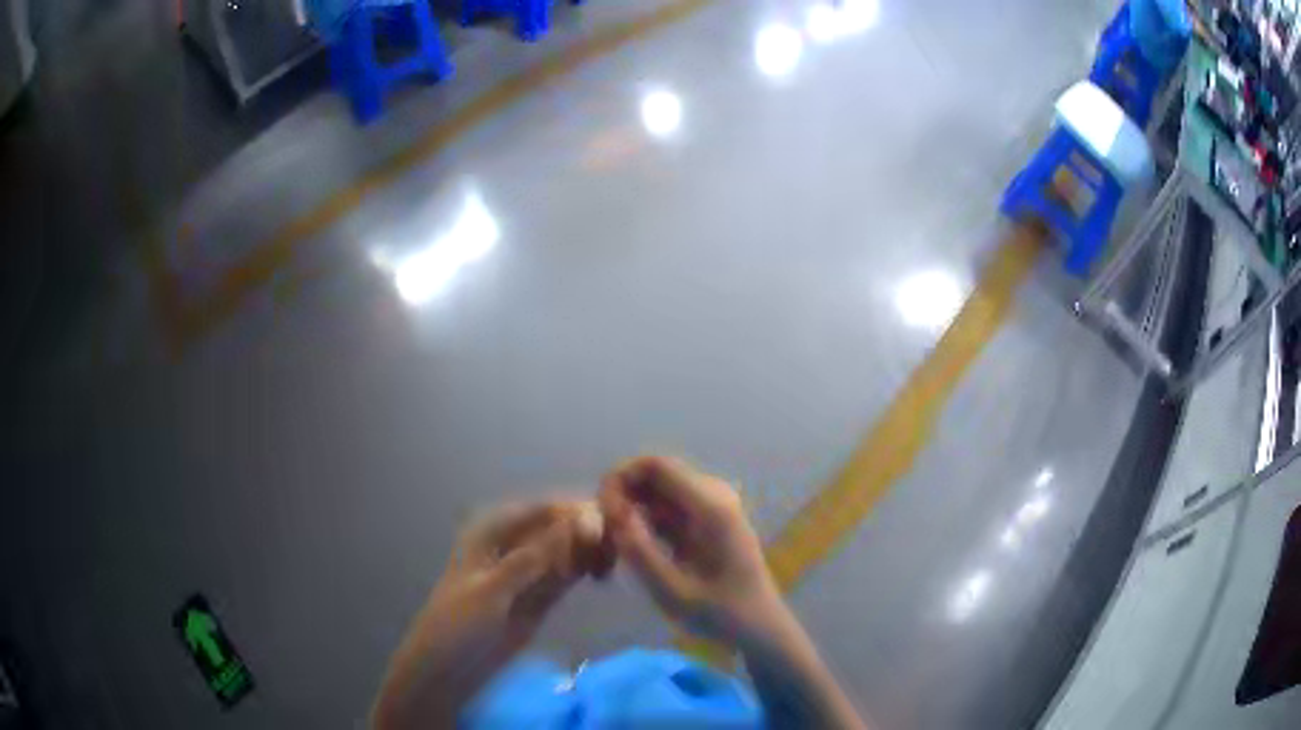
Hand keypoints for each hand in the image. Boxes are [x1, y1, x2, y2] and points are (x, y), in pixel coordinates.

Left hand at [372, 500, 611, 729]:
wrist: (448, 669)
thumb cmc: (458, 623)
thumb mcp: (492, 589)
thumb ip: (532, 558)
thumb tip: (574, 523)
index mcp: (490, 532)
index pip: (540, 510)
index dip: (573, 511)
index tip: (608, 520)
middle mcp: (512, 545)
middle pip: (556, 528)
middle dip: (585, 531)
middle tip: (617, 546)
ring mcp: (527, 572)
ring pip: (564, 551)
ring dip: (588, 551)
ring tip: (614, 560)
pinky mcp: (539, 597)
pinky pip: (565, 575)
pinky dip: (583, 571)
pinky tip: (602, 572)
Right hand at [598, 456, 783, 645]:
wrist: (759, 627)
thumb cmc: (721, 614)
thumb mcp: (673, 592)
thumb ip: (639, 551)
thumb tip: (609, 514)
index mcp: (711, 507)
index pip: (656, 465)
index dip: (621, 478)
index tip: (600, 511)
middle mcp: (714, 496)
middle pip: (656, 473)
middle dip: (624, 494)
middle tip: (604, 532)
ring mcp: (713, 506)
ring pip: (659, 490)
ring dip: (633, 508)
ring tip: (615, 544)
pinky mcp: (709, 520)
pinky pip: (668, 506)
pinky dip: (646, 519)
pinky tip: (634, 548)